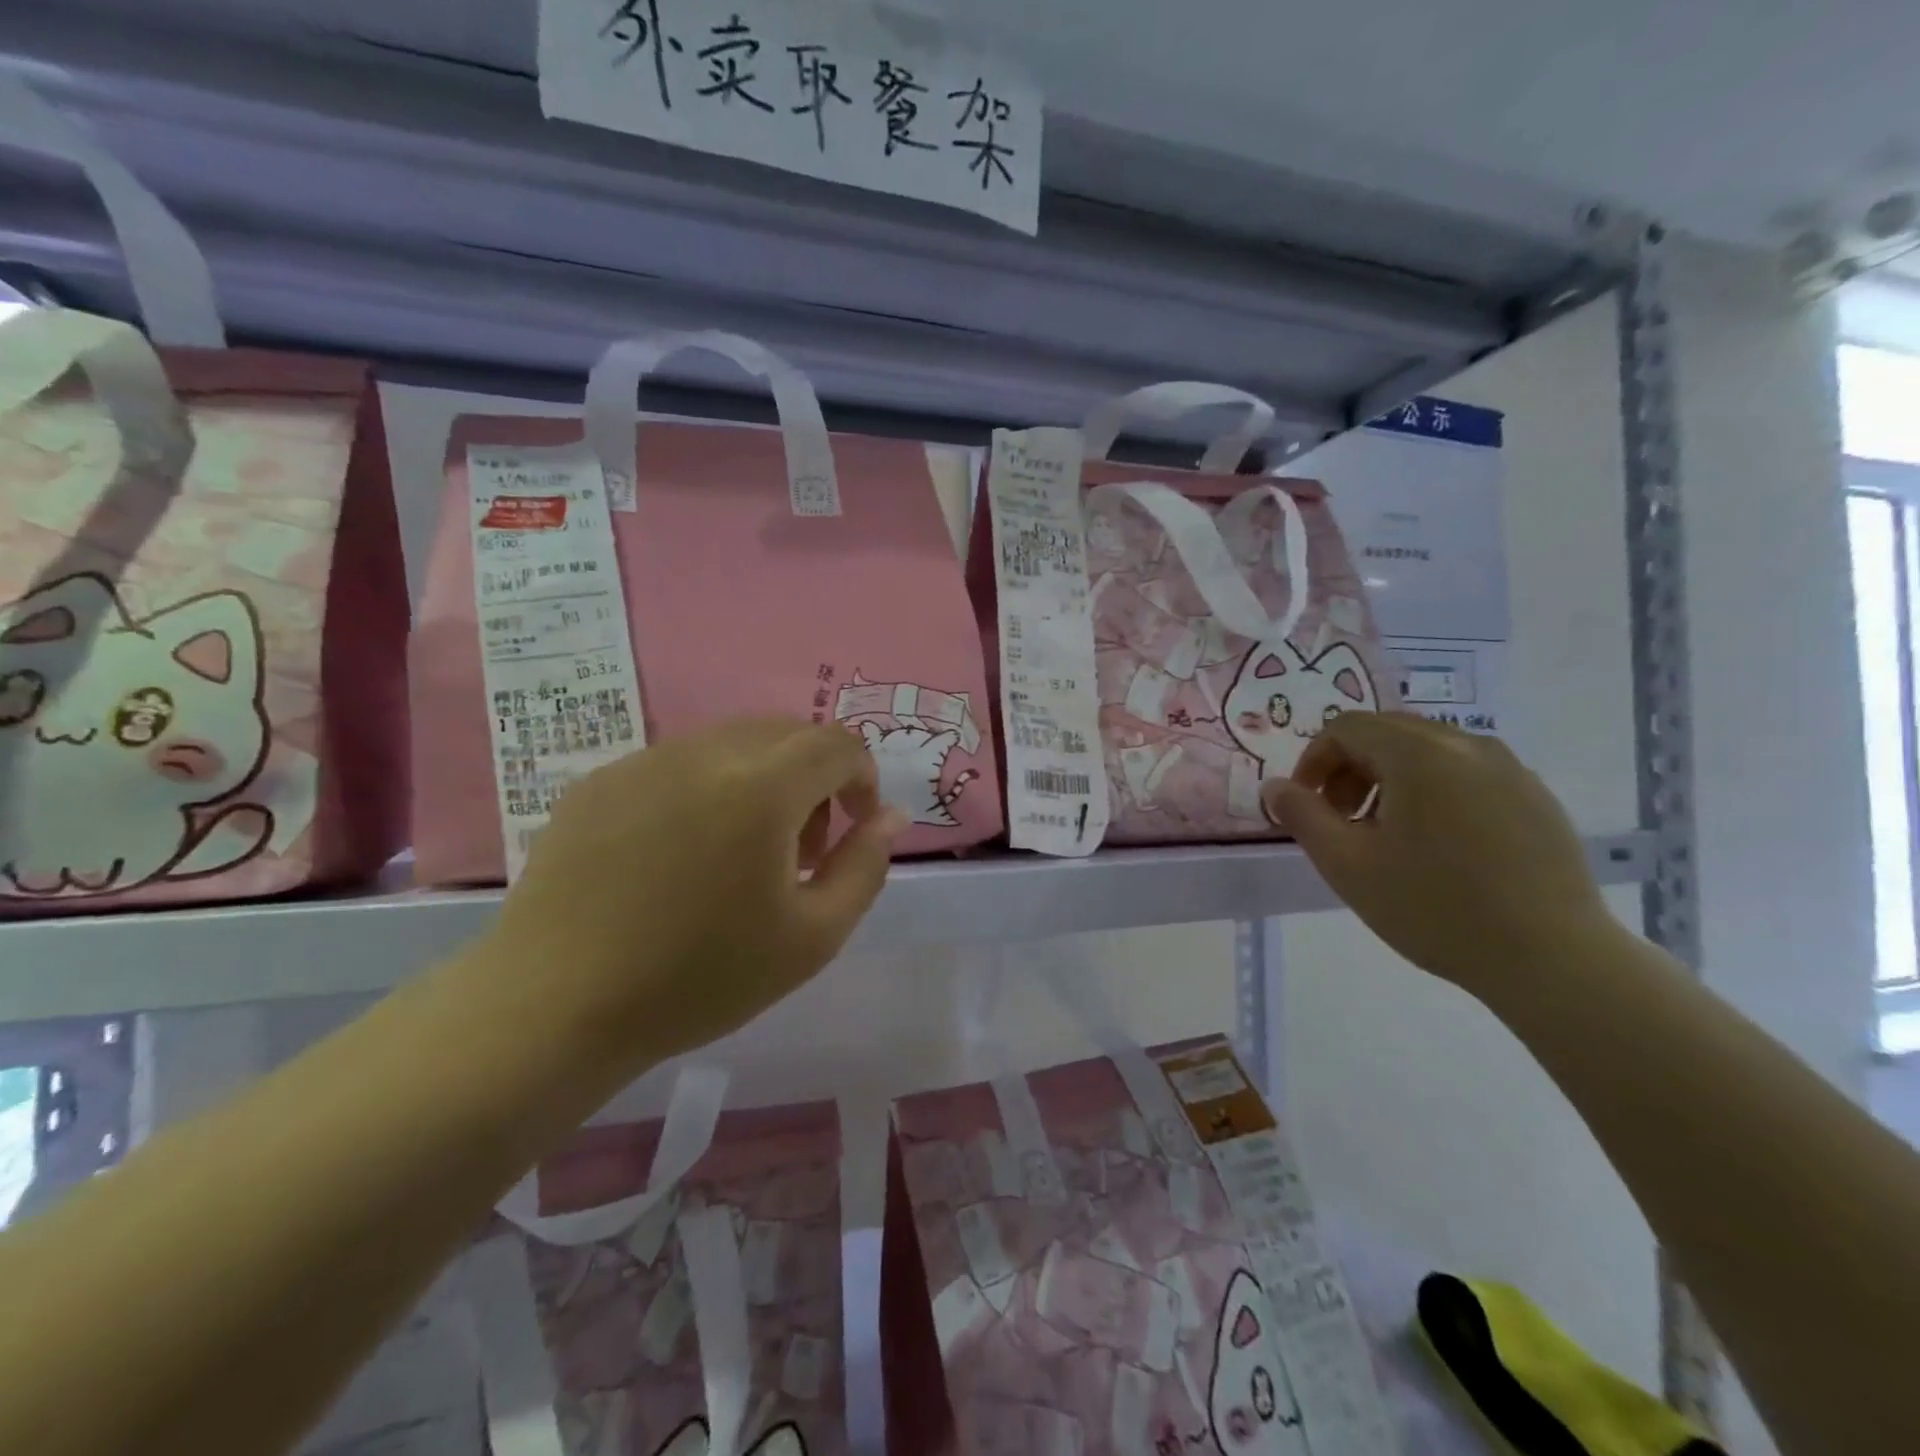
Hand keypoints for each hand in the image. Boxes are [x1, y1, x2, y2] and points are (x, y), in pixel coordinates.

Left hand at [484, 719, 905, 1067]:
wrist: (554, 1007)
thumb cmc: (699, 979)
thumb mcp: (812, 938)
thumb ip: (865, 866)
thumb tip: (889, 815)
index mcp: (761, 787)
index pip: (836, 743)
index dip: (861, 777)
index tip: (854, 827)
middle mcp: (703, 753)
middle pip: (785, 733)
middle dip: (813, 779)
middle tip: (800, 849)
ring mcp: (643, 761)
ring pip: (730, 744)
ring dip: (760, 782)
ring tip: (740, 855)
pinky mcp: (599, 781)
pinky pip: (677, 764)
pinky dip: (705, 790)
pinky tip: (679, 856)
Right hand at [1262, 713, 1617, 994]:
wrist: (1554, 960)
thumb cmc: (1435, 908)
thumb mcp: (1347, 864)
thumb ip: (1302, 816)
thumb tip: (1275, 787)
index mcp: (1419, 754)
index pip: (1347, 727)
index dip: (1314, 760)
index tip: (1307, 806)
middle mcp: (1467, 745)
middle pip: (1388, 732)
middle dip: (1350, 768)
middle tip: (1340, 820)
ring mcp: (1510, 769)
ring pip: (1429, 751)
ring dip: (1390, 778)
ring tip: (1386, 835)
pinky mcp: (1536, 797)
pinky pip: (1467, 773)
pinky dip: (1433, 791)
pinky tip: (1437, 846)